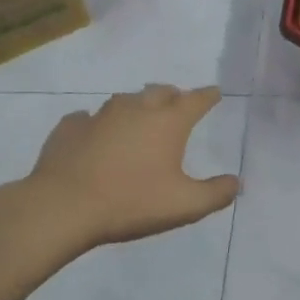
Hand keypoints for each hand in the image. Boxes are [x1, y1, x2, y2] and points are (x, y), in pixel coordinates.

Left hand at [0, 85, 239, 282]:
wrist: (62, 207)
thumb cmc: (131, 202)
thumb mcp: (184, 206)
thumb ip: (216, 193)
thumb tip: (237, 182)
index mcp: (168, 122)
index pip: (196, 100)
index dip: (208, 96)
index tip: (215, 93)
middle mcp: (136, 109)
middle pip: (160, 92)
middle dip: (173, 96)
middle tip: (177, 105)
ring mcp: (99, 115)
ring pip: (125, 101)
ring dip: (136, 106)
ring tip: (138, 119)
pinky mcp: (69, 128)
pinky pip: (87, 118)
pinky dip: (97, 123)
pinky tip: (94, 135)